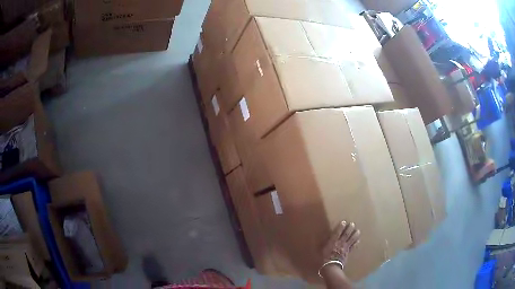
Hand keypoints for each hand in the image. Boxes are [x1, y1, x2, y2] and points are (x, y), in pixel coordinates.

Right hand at [322, 221, 360, 266]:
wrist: (331, 267)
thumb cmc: (324, 258)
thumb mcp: (322, 250)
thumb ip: (325, 244)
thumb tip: (325, 240)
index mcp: (333, 241)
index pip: (337, 232)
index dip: (340, 227)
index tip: (344, 222)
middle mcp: (340, 243)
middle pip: (346, 234)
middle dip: (349, 229)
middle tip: (353, 224)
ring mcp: (345, 248)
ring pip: (351, 240)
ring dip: (355, 235)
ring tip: (358, 231)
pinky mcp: (347, 253)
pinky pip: (352, 247)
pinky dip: (355, 243)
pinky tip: (358, 241)